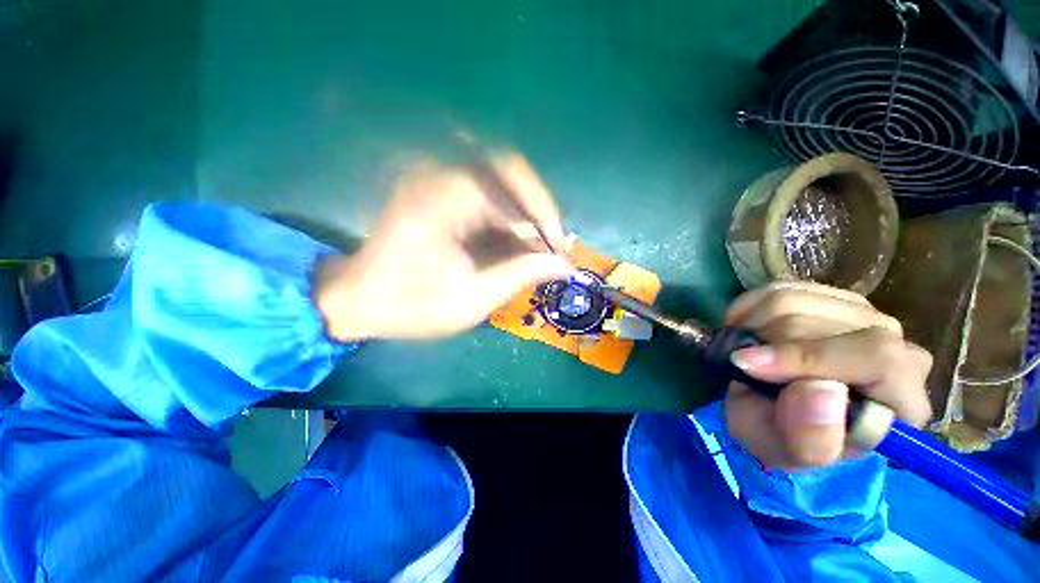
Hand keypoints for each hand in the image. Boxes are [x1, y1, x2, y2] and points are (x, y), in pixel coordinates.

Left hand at [316, 154, 572, 340]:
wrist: (358, 300)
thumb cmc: (409, 306)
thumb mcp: (469, 300)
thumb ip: (519, 276)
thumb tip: (564, 265)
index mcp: (442, 199)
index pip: (511, 182)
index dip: (544, 216)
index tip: (561, 251)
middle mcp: (438, 176)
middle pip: (509, 170)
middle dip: (538, 210)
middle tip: (552, 245)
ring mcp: (436, 179)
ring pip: (500, 180)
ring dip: (524, 214)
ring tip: (535, 250)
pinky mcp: (438, 191)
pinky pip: (486, 193)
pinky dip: (506, 218)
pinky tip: (511, 245)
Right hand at [723, 282, 932, 469]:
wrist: (771, 410)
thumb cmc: (781, 436)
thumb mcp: (785, 453)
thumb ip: (810, 439)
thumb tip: (823, 390)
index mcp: (902, 401)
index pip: (877, 358)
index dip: (807, 357)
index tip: (747, 364)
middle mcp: (896, 348)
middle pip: (829, 323)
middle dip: (769, 343)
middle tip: (741, 363)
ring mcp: (862, 315)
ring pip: (798, 299)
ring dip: (754, 324)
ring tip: (743, 349)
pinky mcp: (826, 296)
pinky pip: (779, 288)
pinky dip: (749, 307)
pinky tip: (745, 330)